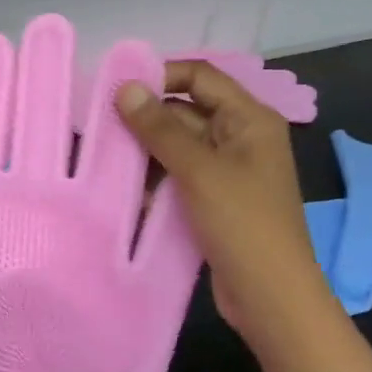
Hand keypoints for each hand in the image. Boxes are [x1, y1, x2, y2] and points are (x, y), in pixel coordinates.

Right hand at [116, 60, 334, 349]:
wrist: (270, 295)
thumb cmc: (242, 223)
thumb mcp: (198, 170)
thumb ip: (159, 128)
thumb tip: (125, 87)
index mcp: (249, 118)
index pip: (200, 77)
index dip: (160, 76)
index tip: (116, 92)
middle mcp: (239, 137)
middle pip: (185, 111)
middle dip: (145, 120)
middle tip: (100, 129)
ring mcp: (227, 170)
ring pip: (177, 147)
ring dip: (146, 153)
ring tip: (106, 161)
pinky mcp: (213, 199)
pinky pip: (178, 176)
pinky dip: (155, 180)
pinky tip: (127, 192)